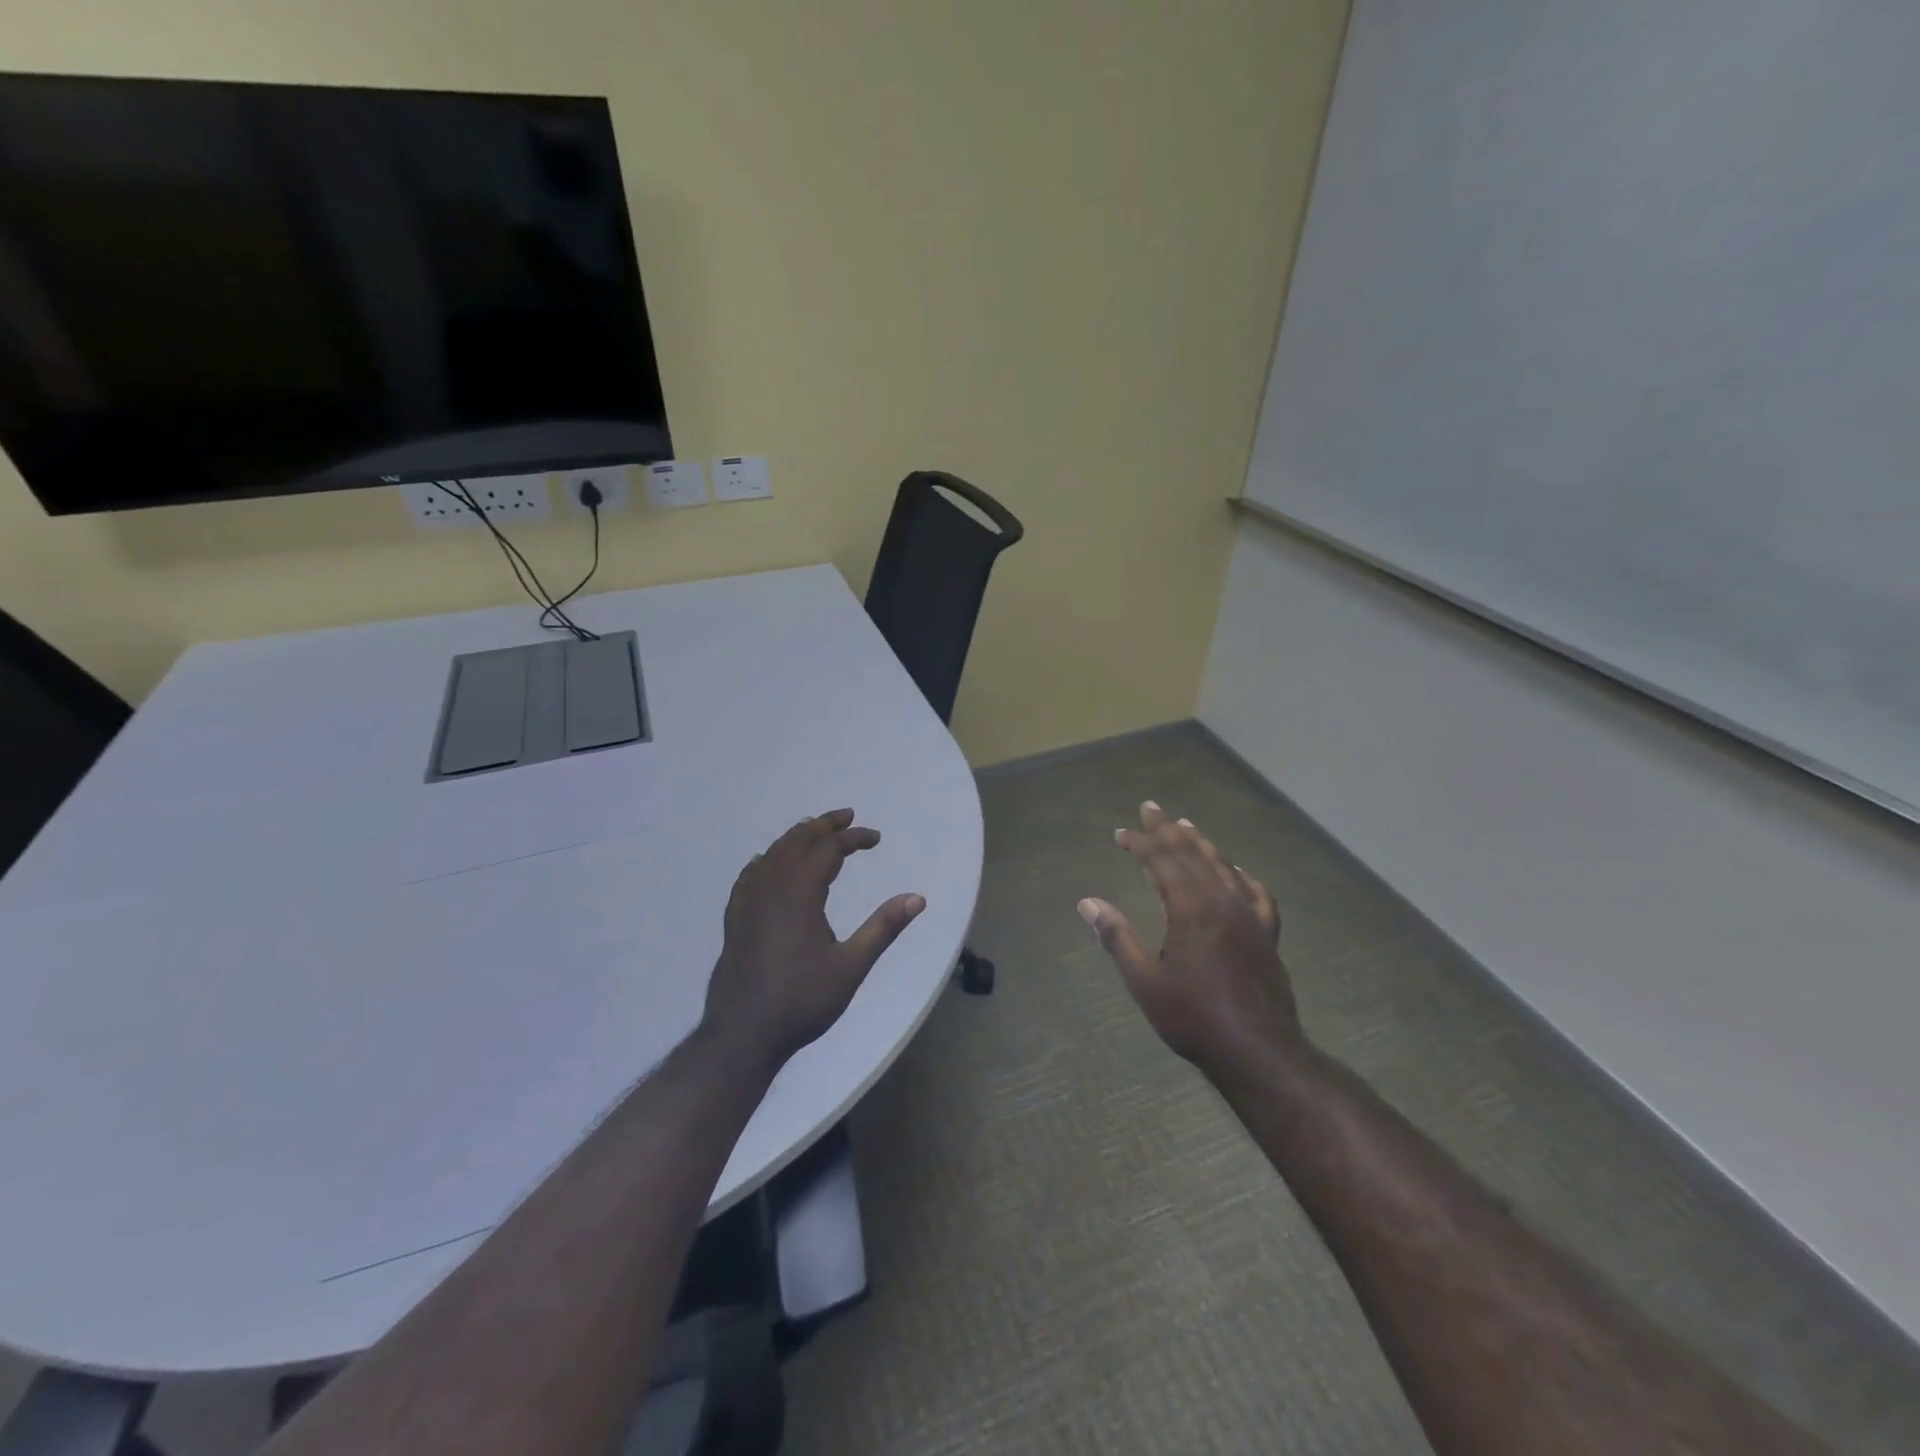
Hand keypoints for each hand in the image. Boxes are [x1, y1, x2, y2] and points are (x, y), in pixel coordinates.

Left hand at [702, 809, 925, 1070]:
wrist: (743, 1036)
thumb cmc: (802, 1001)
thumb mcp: (852, 966)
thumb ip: (883, 928)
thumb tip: (917, 898)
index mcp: (799, 894)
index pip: (828, 850)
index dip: (853, 838)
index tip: (876, 838)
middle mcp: (771, 889)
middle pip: (796, 842)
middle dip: (823, 826)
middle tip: (846, 817)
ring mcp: (747, 904)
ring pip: (771, 855)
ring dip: (795, 838)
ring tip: (813, 831)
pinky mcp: (735, 921)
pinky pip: (749, 877)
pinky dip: (764, 861)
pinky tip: (765, 864)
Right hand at [1078, 801, 1302, 1083]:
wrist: (1258, 1051)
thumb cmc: (1193, 1017)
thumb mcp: (1145, 981)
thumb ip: (1117, 937)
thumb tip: (1087, 903)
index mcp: (1190, 907)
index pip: (1161, 861)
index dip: (1140, 843)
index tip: (1121, 833)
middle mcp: (1222, 900)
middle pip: (1192, 853)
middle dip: (1167, 830)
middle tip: (1150, 808)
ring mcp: (1249, 915)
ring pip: (1222, 866)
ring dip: (1200, 844)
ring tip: (1185, 826)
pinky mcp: (1266, 933)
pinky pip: (1256, 892)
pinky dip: (1241, 876)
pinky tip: (1235, 872)